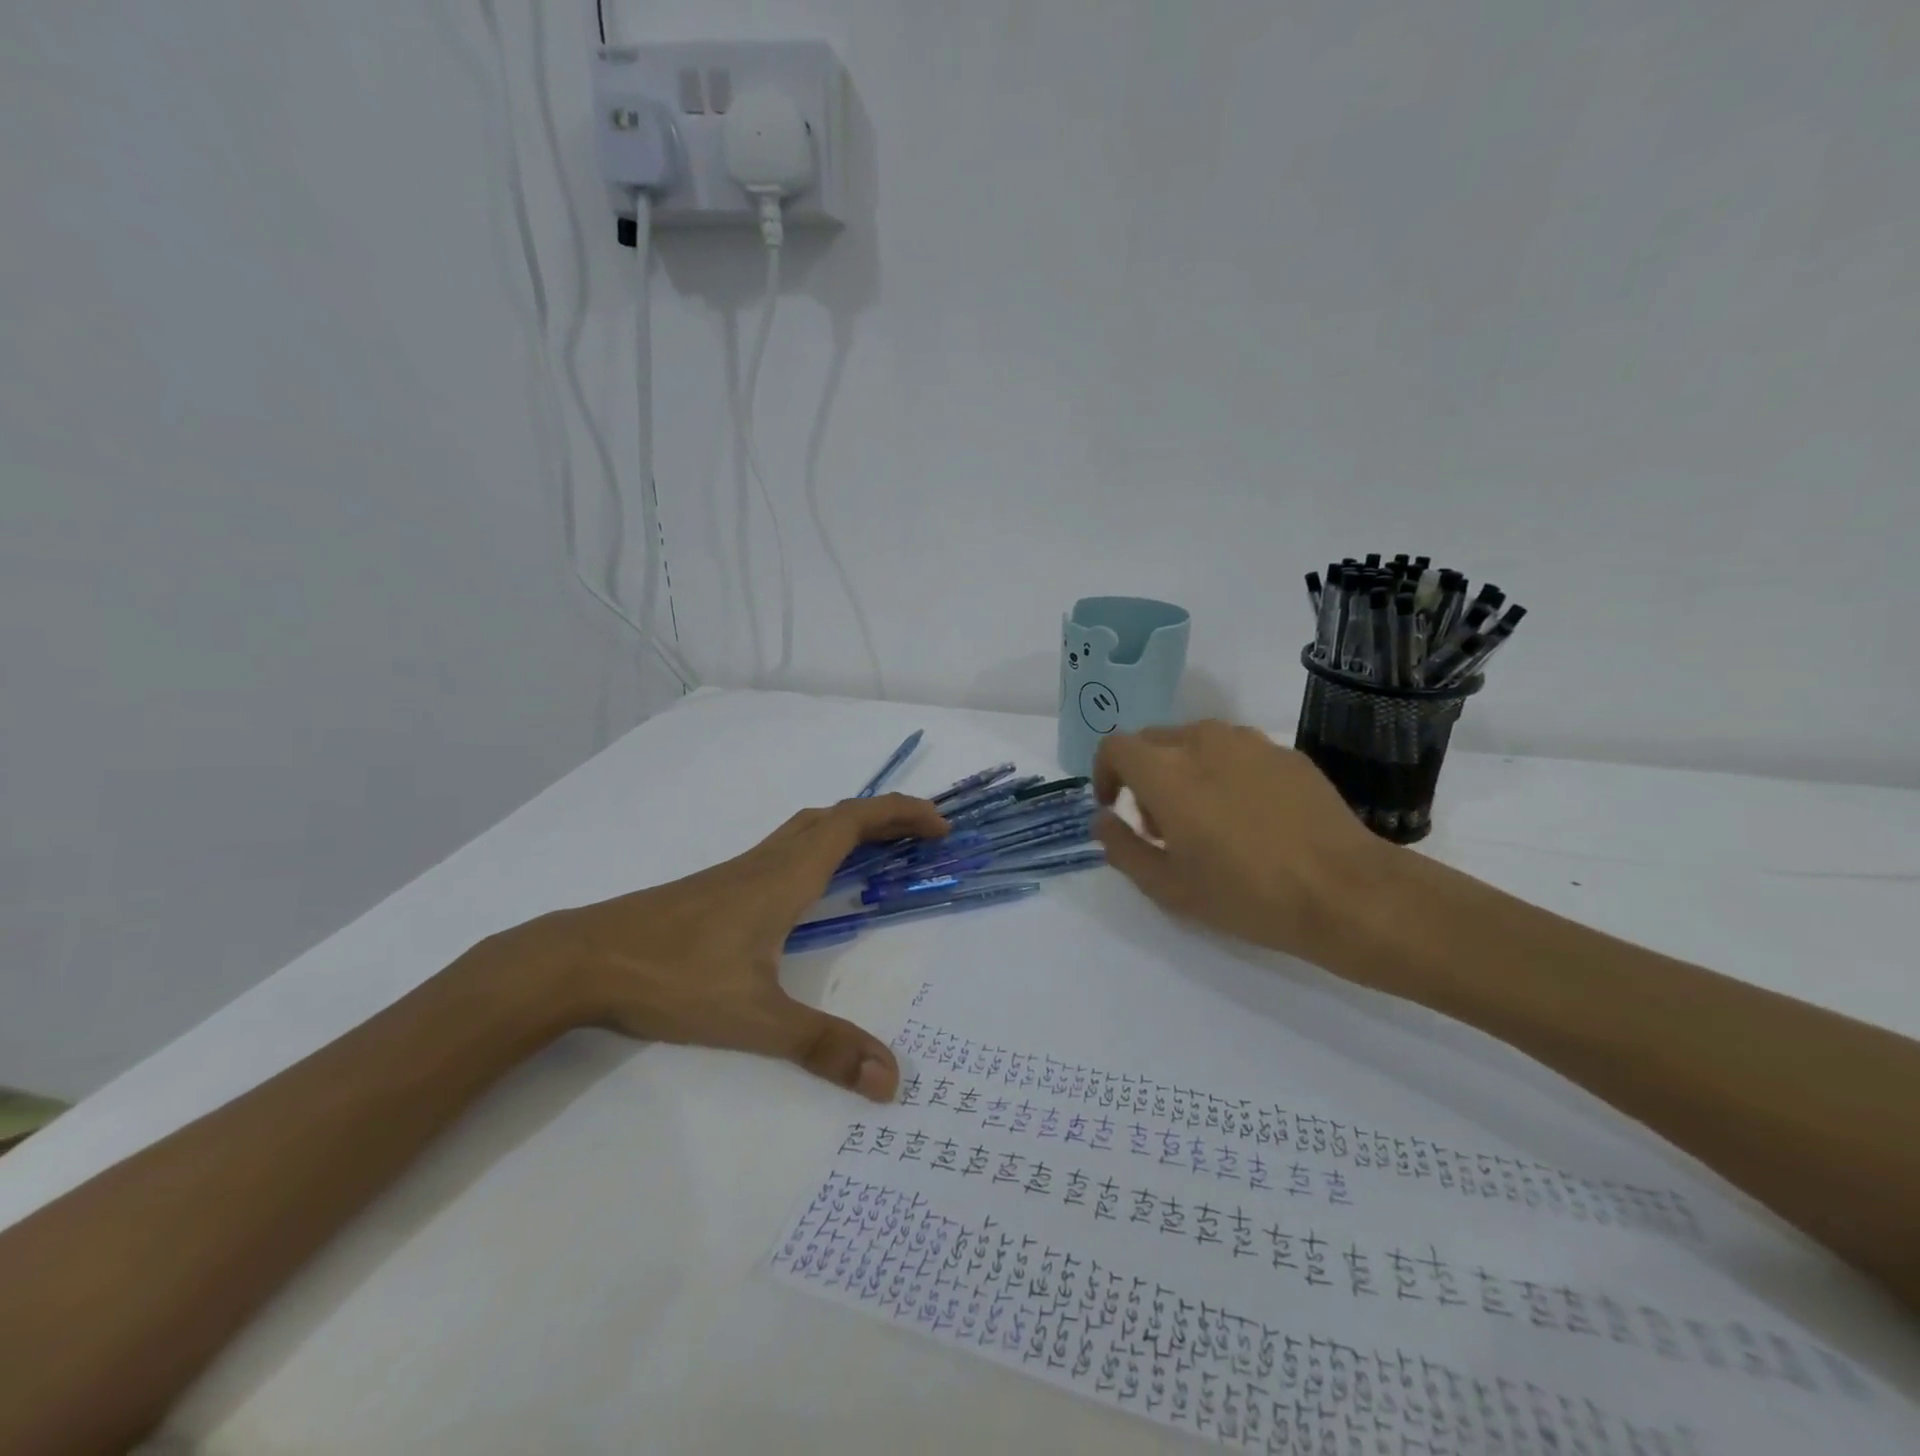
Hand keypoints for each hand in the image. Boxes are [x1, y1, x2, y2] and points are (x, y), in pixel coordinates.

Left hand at [505, 794, 947, 1101]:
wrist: (581, 961)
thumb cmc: (673, 978)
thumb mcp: (754, 1020)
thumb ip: (822, 1047)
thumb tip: (891, 1077)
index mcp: (786, 876)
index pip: (854, 822)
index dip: (901, 813)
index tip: (940, 826)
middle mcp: (768, 862)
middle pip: (835, 817)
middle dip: (885, 818)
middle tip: (921, 839)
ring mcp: (739, 872)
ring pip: (807, 830)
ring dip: (851, 830)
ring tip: (881, 856)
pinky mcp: (718, 888)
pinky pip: (785, 850)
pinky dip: (820, 850)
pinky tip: (811, 891)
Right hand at [1092, 721, 1388, 960]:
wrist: (1344, 891)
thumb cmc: (1245, 893)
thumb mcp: (1167, 886)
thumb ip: (1121, 847)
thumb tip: (1103, 818)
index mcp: (1166, 771)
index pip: (1115, 746)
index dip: (1105, 773)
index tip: (1114, 806)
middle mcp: (1203, 742)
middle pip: (1153, 741)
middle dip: (1143, 776)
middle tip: (1161, 825)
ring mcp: (1248, 742)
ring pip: (1195, 742)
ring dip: (1183, 771)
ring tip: (1206, 819)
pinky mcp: (1284, 752)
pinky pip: (1236, 752)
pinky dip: (1224, 773)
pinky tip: (1250, 817)